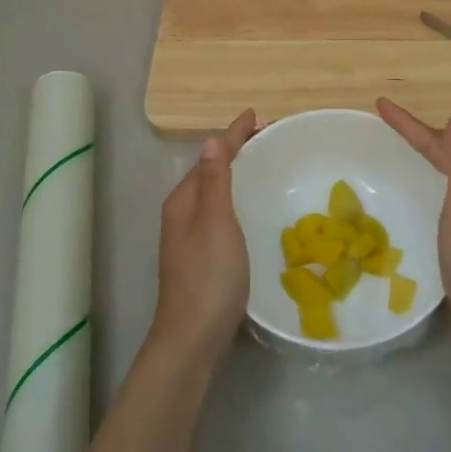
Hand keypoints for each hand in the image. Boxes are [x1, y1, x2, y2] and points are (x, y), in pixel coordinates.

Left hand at [151, 109, 255, 366]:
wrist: (193, 337)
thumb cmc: (208, 275)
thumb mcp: (215, 222)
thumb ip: (214, 181)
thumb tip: (212, 141)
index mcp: (184, 201)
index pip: (211, 157)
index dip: (233, 135)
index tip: (255, 114)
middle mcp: (183, 214)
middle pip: (211, 172)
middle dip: (235, 151)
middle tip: (267, 138)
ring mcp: (190, 238)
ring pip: (214, 194)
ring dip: (236, 175)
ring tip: (262, 165)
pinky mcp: (202, 258)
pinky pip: (220, 214)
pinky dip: (236, 199)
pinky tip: (251, 210)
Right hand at [376, 98, 450, 354]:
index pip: (441, 144)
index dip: (410, 125)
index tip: (380, 105)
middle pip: (445, 156)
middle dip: (417, 137)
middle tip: (386, 122)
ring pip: (444, 178)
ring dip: (422, 160)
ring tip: (398, 150)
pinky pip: (441, 199)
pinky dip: (425, 186)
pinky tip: (415, 195)